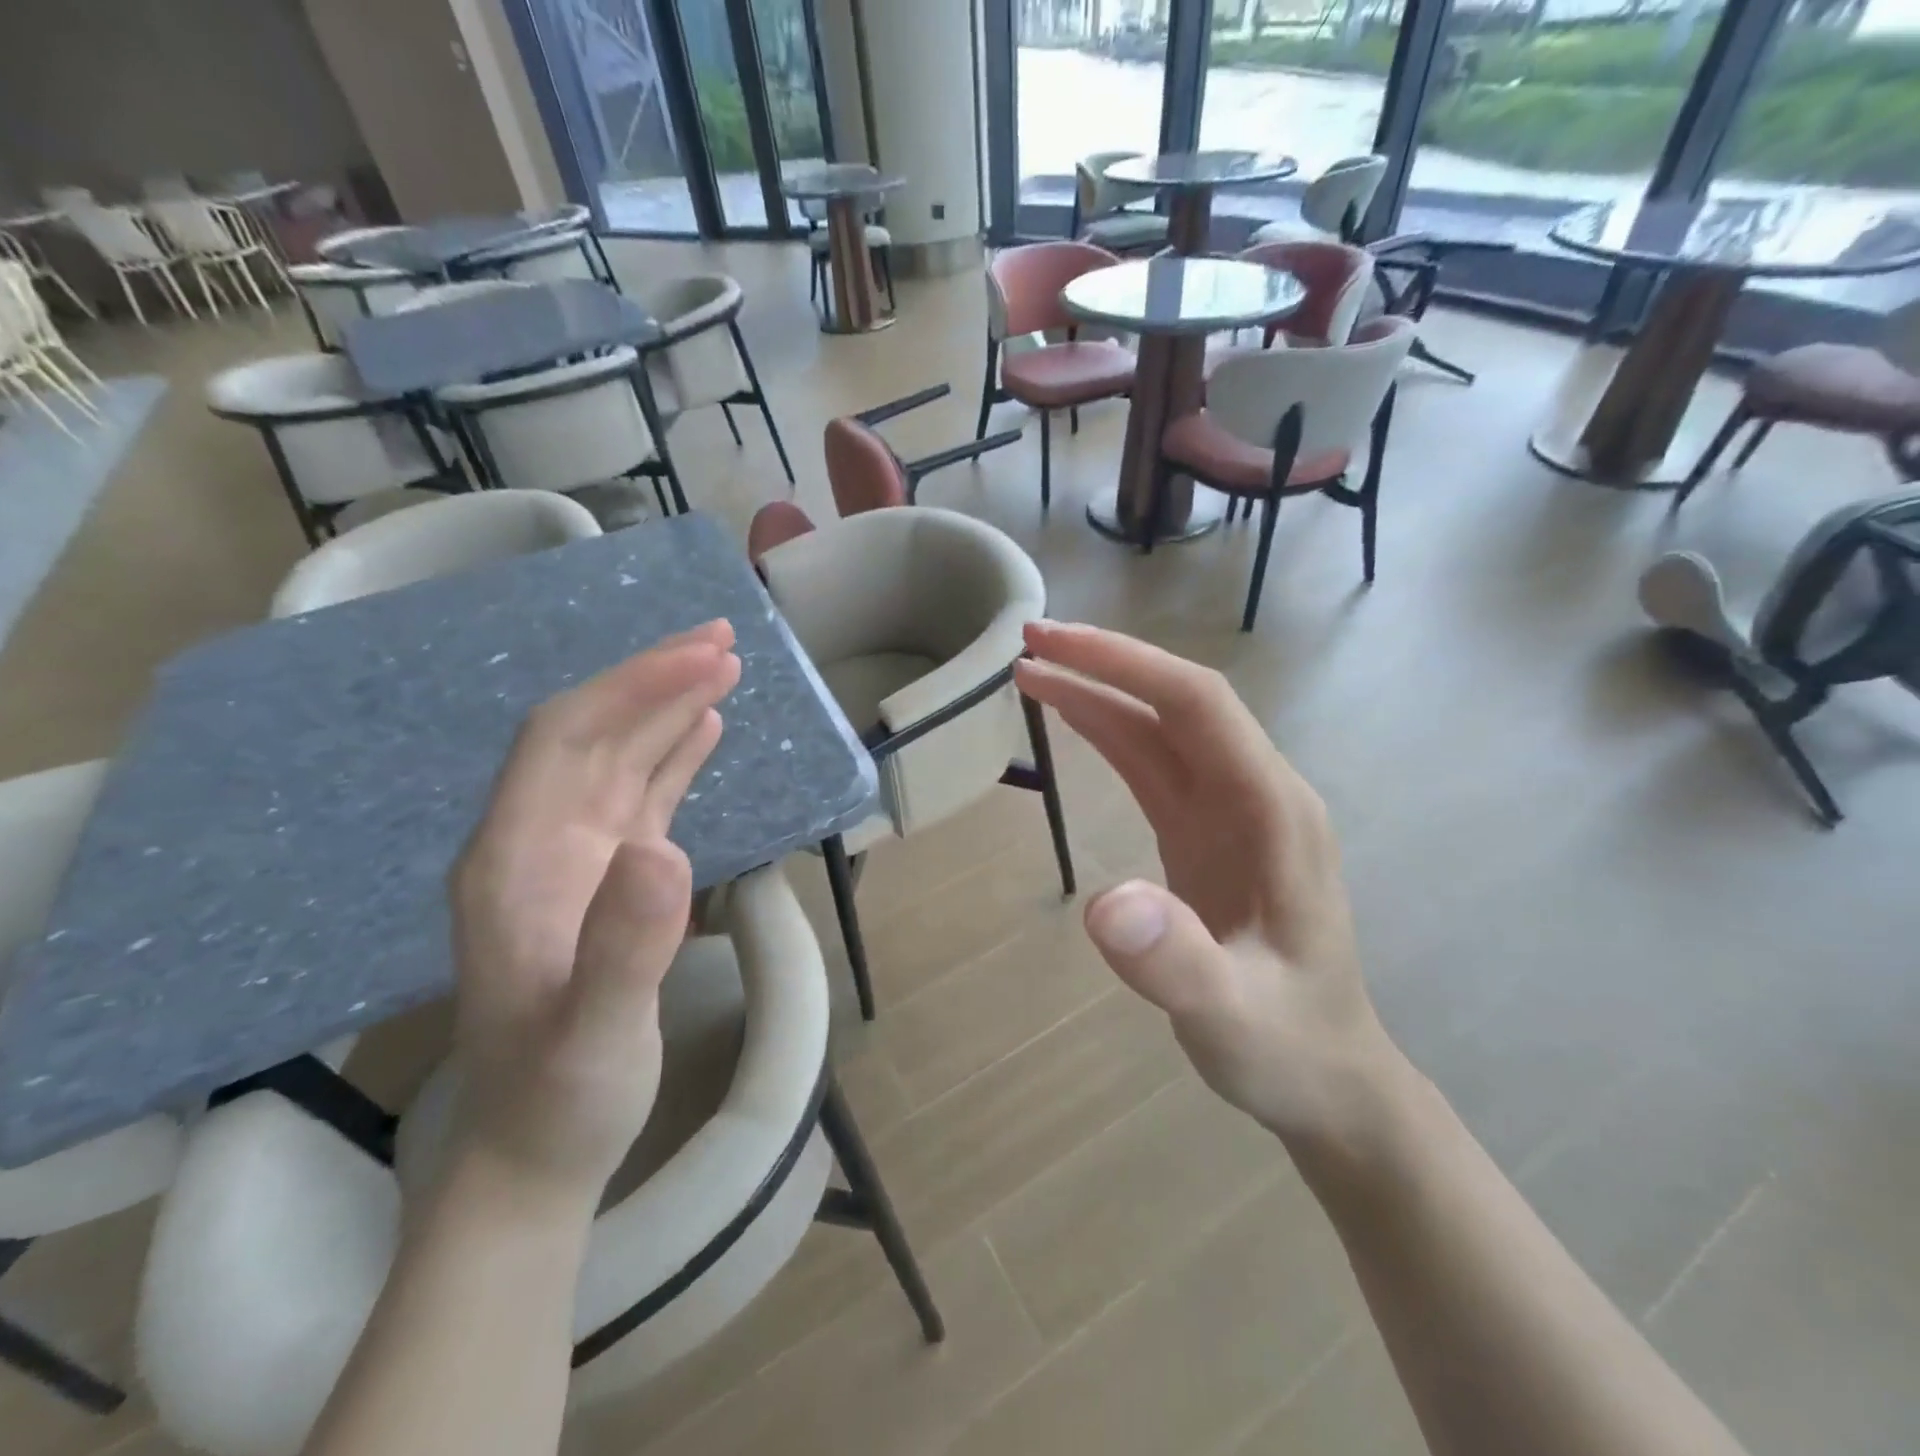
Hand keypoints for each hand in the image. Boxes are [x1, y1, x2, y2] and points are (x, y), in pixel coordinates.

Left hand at [446, 621, 740, 1205]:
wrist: (536, 1153)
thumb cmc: (561, 1099)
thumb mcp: (595, 1036)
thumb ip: (623, 946)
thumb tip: (665, 847)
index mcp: (513, 861)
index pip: (565, 740)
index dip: (632, 689)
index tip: (704, 660)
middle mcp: (535, 842)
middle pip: (590, 732)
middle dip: (653, 679)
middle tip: (724, 639)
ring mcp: (569, 859)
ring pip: (616, 756)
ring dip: (666, 707)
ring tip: (723, 666)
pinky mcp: (603, 878)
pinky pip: (637, 794)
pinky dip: (670, 753)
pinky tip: (701, 730)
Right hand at [1015, 621, 1397, 1156]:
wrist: (1327, 1079)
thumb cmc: (1288, 1047)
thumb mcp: (1232, 1018)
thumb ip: (1176, 964)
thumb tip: (1103, 904)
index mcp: (1273, 810)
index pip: (1197, 704)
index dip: (1125, 664)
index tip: (1054, 645)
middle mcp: (1255, 792)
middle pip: (1176, 701)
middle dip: (1104, 663)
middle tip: (1027, 643)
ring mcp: (1230, 811)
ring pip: (1160, 728)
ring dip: (1099, 693)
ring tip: (1031, 672)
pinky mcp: (1204, 832)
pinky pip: (1153, 765)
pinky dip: (1109, 733)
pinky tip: (1073, 720)